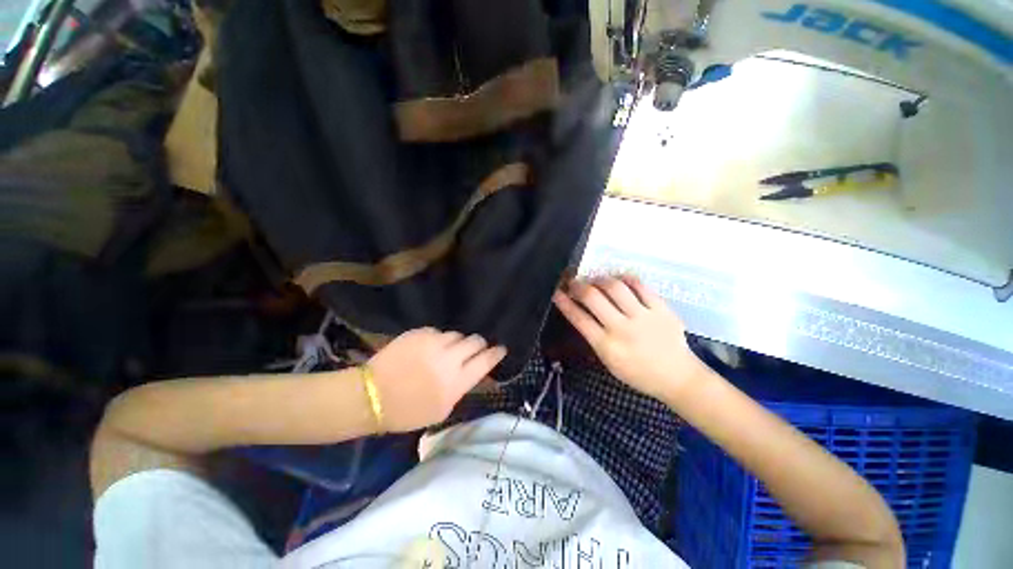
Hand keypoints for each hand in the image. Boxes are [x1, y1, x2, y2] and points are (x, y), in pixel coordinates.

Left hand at [366, 328, 506, 431]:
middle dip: (479, 344)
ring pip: (456, 334)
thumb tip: (473, 370)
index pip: (486, 360)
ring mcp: (432, 343)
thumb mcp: (442, 410)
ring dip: (456, 342)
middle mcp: (448, 359)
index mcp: (455, 382)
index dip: (496, 353)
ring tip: (447, 351)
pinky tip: (429, 349)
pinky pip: (438, 332)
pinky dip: (438, 340)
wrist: (371, 396)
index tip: (501, 348)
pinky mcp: (418, 333)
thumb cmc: (408, 411)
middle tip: (475, 348)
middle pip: (475, 341)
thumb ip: (461, 388)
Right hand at [552, 275, 703, 400]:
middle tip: (574, 282)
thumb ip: (594, 337)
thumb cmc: (638, 373)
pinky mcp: (661, 308)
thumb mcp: (609, 362)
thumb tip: (581, 311)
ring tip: (595, 280)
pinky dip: (625, 278)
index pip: (579, 318)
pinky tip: (618, 278)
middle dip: (578, 286)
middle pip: (593, 297)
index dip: (564, 302)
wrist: (677, 377)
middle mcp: (622, 328)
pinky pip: (640, 285)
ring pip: (615, 287)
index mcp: (606, 346)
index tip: (556, 292)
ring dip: (599, 279)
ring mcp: (643, 316)